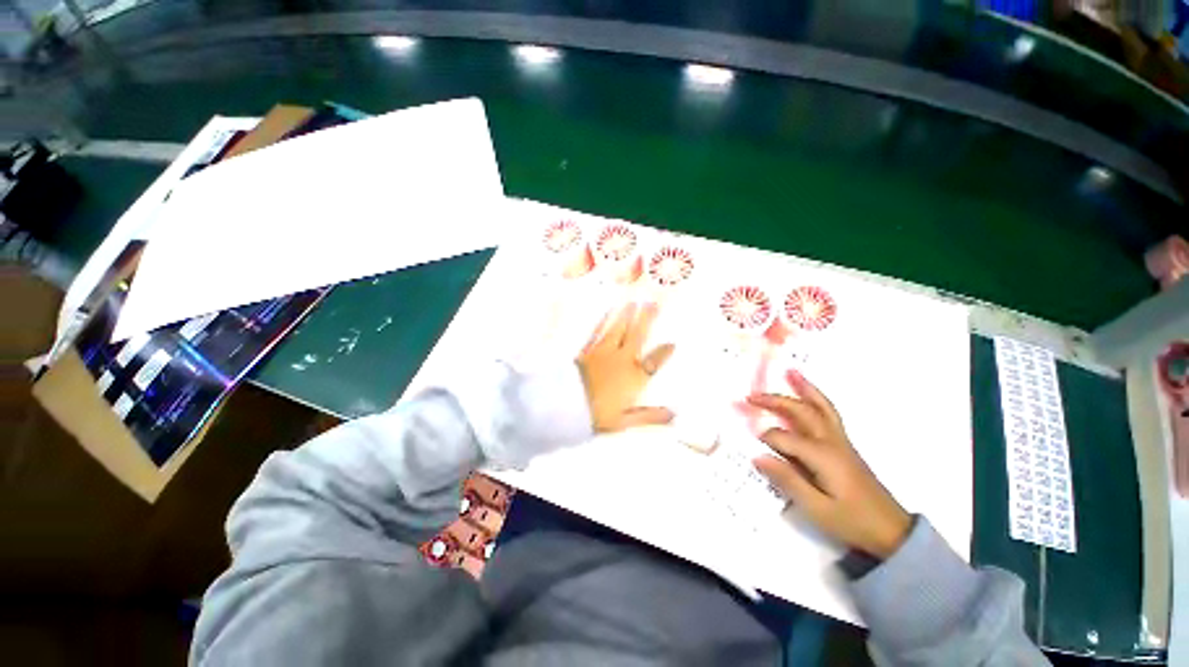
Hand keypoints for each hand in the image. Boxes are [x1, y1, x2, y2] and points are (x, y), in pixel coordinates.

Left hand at [577, 303, 675, 432]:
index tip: (672, 343)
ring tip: (634, 302)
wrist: (566, 405)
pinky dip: (604, 321)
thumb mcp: (625, 420)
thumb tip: (674, 415)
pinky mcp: (589, 349)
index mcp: (634, 378)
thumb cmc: (598, 415)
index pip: (654, 362)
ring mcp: (604, 352)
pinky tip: (608, 311)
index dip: (664, 353)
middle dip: (646, 320)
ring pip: (619, 329)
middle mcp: (622, 360)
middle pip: (637, 336)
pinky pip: (599, 332)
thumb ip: (650, 416)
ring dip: (627, 315)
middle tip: (654, 304)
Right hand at [749, 370, 911, 558]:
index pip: (784, 438)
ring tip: (791, 372)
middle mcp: (831, 441)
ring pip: (821, 407)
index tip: (751, 445)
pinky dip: (816, 399)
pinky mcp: (844, 446)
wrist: (891, 531)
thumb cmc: (852, 522)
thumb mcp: (816, 508)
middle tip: (751, 396)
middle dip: (775, 401)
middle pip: (801, 412)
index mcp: (822, 456)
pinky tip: (808, 395)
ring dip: (804, 388)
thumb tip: (758, 456)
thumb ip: (787, 480)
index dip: (765, 439)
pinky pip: (828, 414)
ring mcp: (840, 441)